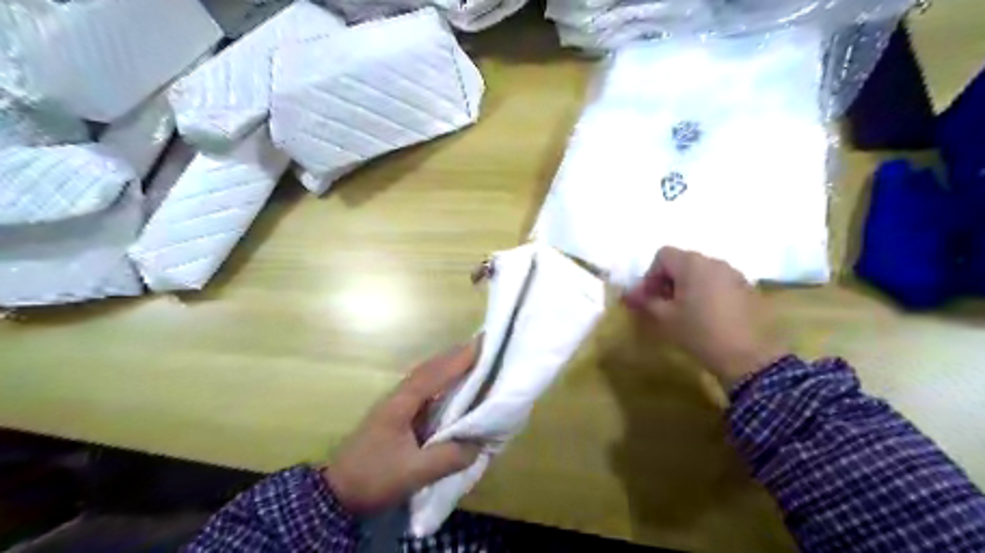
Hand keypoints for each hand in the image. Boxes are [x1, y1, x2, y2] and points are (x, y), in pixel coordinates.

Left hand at [324, 338, 480, 515]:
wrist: (337, 494)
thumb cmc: (374, 478)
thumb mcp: (413, 473)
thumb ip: (448, 458)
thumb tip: (478, 445)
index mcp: (401, 403)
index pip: (434, 374)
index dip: (458, 360)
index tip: (481, 345)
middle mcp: (398, 397)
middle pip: (429, 369)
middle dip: (454, 356)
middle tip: (481, 347)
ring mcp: (395, 405)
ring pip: (425, 378)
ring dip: (447, 366)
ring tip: (471, 362)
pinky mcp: (395, 416)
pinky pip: (423, 390)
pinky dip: (440, 382)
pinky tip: (451, 389)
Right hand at [627, 245, 789, 383]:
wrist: (746, 356)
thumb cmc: (698, 332)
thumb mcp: (665, 317)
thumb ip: (645, 301)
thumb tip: (628, 294)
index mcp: (692, 264)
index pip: (662, 255)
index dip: (651, 275)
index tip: (649, 298)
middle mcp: (714, 261)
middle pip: (682, 261)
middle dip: (668, 280)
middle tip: (663, 305)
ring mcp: (733, 273)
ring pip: (701, 272)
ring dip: (687, 286)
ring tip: (685, 311)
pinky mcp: (746, 288)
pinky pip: (718, 282)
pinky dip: (706, 291)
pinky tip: (707, 315)